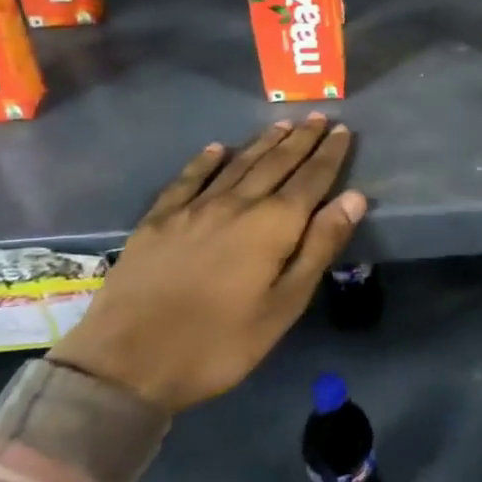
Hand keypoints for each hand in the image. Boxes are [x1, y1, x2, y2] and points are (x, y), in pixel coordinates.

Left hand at [50, 116, 366, 413]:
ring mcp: (193, 209)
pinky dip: (205, 161)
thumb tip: (354, 198)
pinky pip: (188, 179)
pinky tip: (216, 149)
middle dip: (301, 140)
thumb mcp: (284, 305)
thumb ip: (319, 247)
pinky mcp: (158, 220)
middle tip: (318, 117)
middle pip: (276, 164)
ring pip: (237, 165)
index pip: (310, 179)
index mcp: (272, 225)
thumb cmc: (219, 343)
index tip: (342, 130)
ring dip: (263, 143)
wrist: (127, 363)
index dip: (329, 154)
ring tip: (283, 124)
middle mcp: (236, 204)